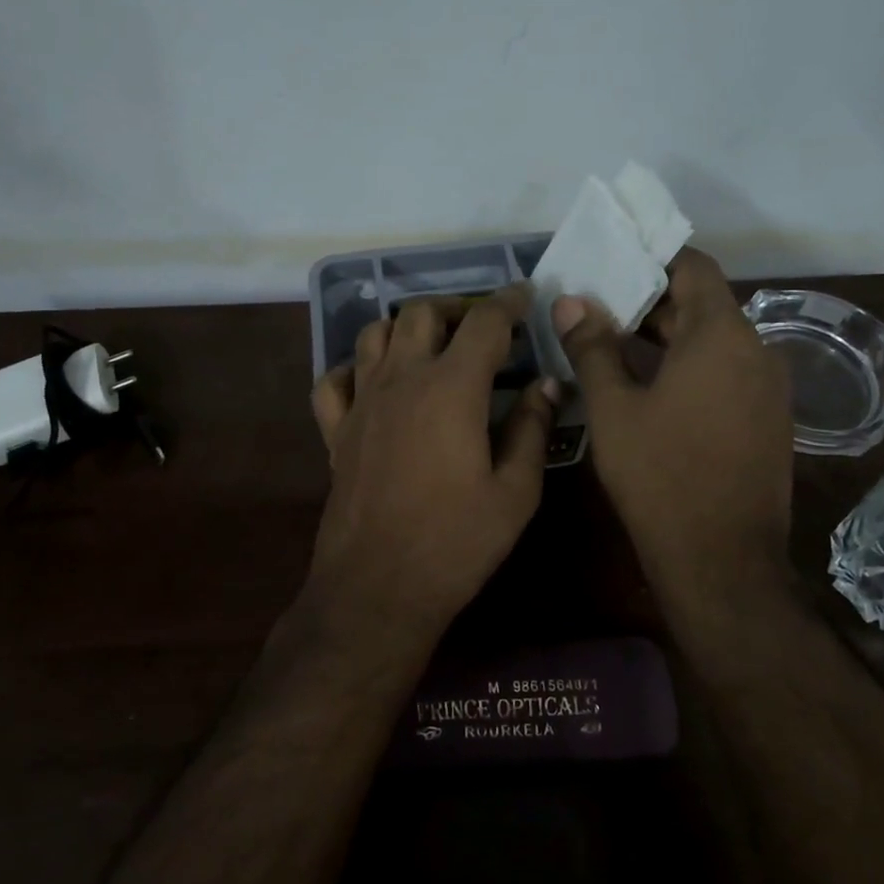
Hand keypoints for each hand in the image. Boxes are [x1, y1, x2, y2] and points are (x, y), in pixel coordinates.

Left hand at [309, 286, 557, 637]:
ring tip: (432, 350)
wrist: (378, 587)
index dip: (509, 302)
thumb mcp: (515, 492)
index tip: (526, 296)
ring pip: (375, 334)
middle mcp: (401, 379)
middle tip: (482, 332)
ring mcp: (362, 402)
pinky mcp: (336, 430)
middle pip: (423, 313)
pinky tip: (375, 383)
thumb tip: (548, 385)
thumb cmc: (456, 542)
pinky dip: (356, 368)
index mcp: (451, 388)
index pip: (485, 322)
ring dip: (406, 329)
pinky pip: (335, 379)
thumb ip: (533, 429)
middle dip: (457, 310)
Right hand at [551, 249, 792, 600]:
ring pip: (713, 341)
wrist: (721, 560)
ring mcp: (768, 389)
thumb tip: (569, 302)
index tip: (610, 263)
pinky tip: (647, 387)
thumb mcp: (613, 408)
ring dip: (666, 336)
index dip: (652, 259)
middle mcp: (757, 351)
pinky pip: (725, 373)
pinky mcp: (767, 420)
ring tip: (611, 344)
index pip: (694, 267)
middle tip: (595, 306)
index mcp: (722, 336)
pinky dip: (688, 366)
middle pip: (702, 304)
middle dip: (649, 301)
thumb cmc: (660, 475)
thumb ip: (592, 347)